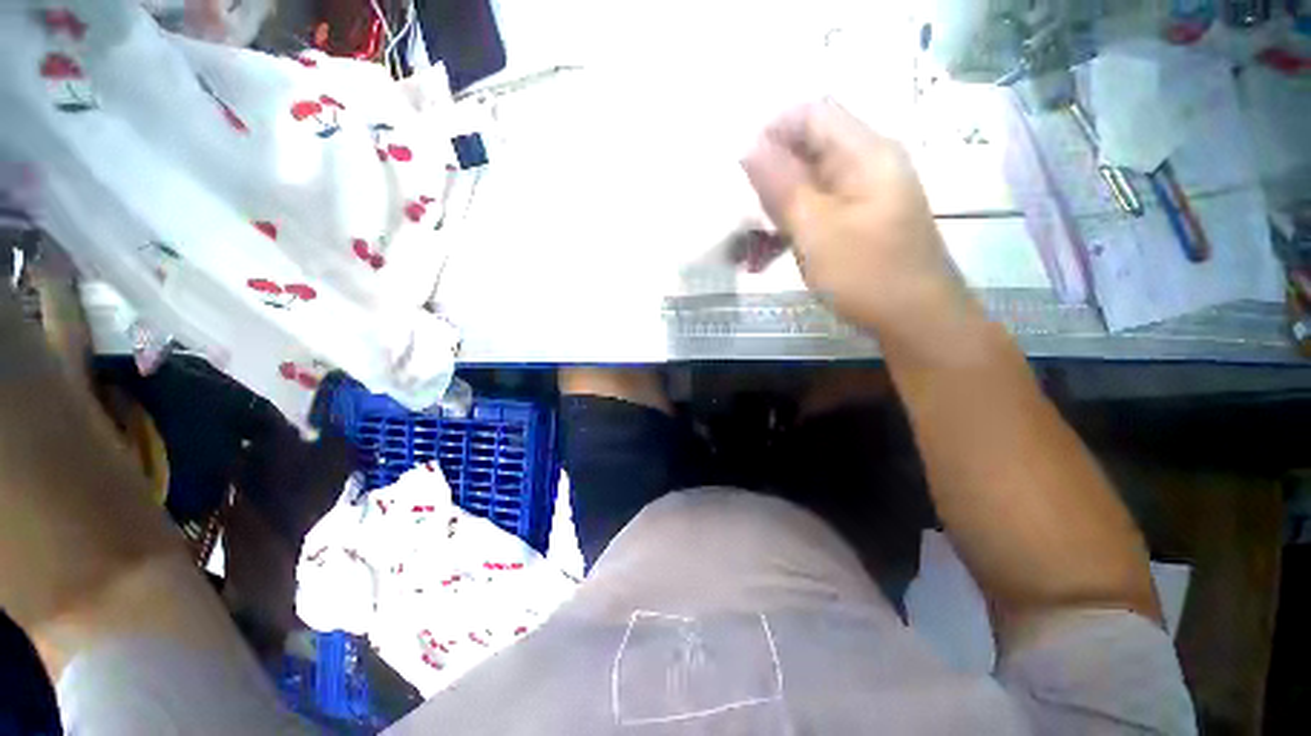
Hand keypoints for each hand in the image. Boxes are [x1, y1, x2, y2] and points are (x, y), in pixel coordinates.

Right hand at [742, 101, 966, 333]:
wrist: (915, 321)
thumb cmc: (867, 274)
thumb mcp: (816, 230)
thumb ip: (781, 187)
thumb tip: (748, 147)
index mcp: (864, 154)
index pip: (811, 114)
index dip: (772, 133)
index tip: (741, 170)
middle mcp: (864, 167)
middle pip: (806, 152)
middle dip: (767, 181)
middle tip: (741, 214)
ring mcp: (860, 198)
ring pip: (805, 188)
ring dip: (772, 213)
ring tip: (745, 247)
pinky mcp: (854, 224)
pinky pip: (814, 214)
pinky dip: (788, 231)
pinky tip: (764, 259)